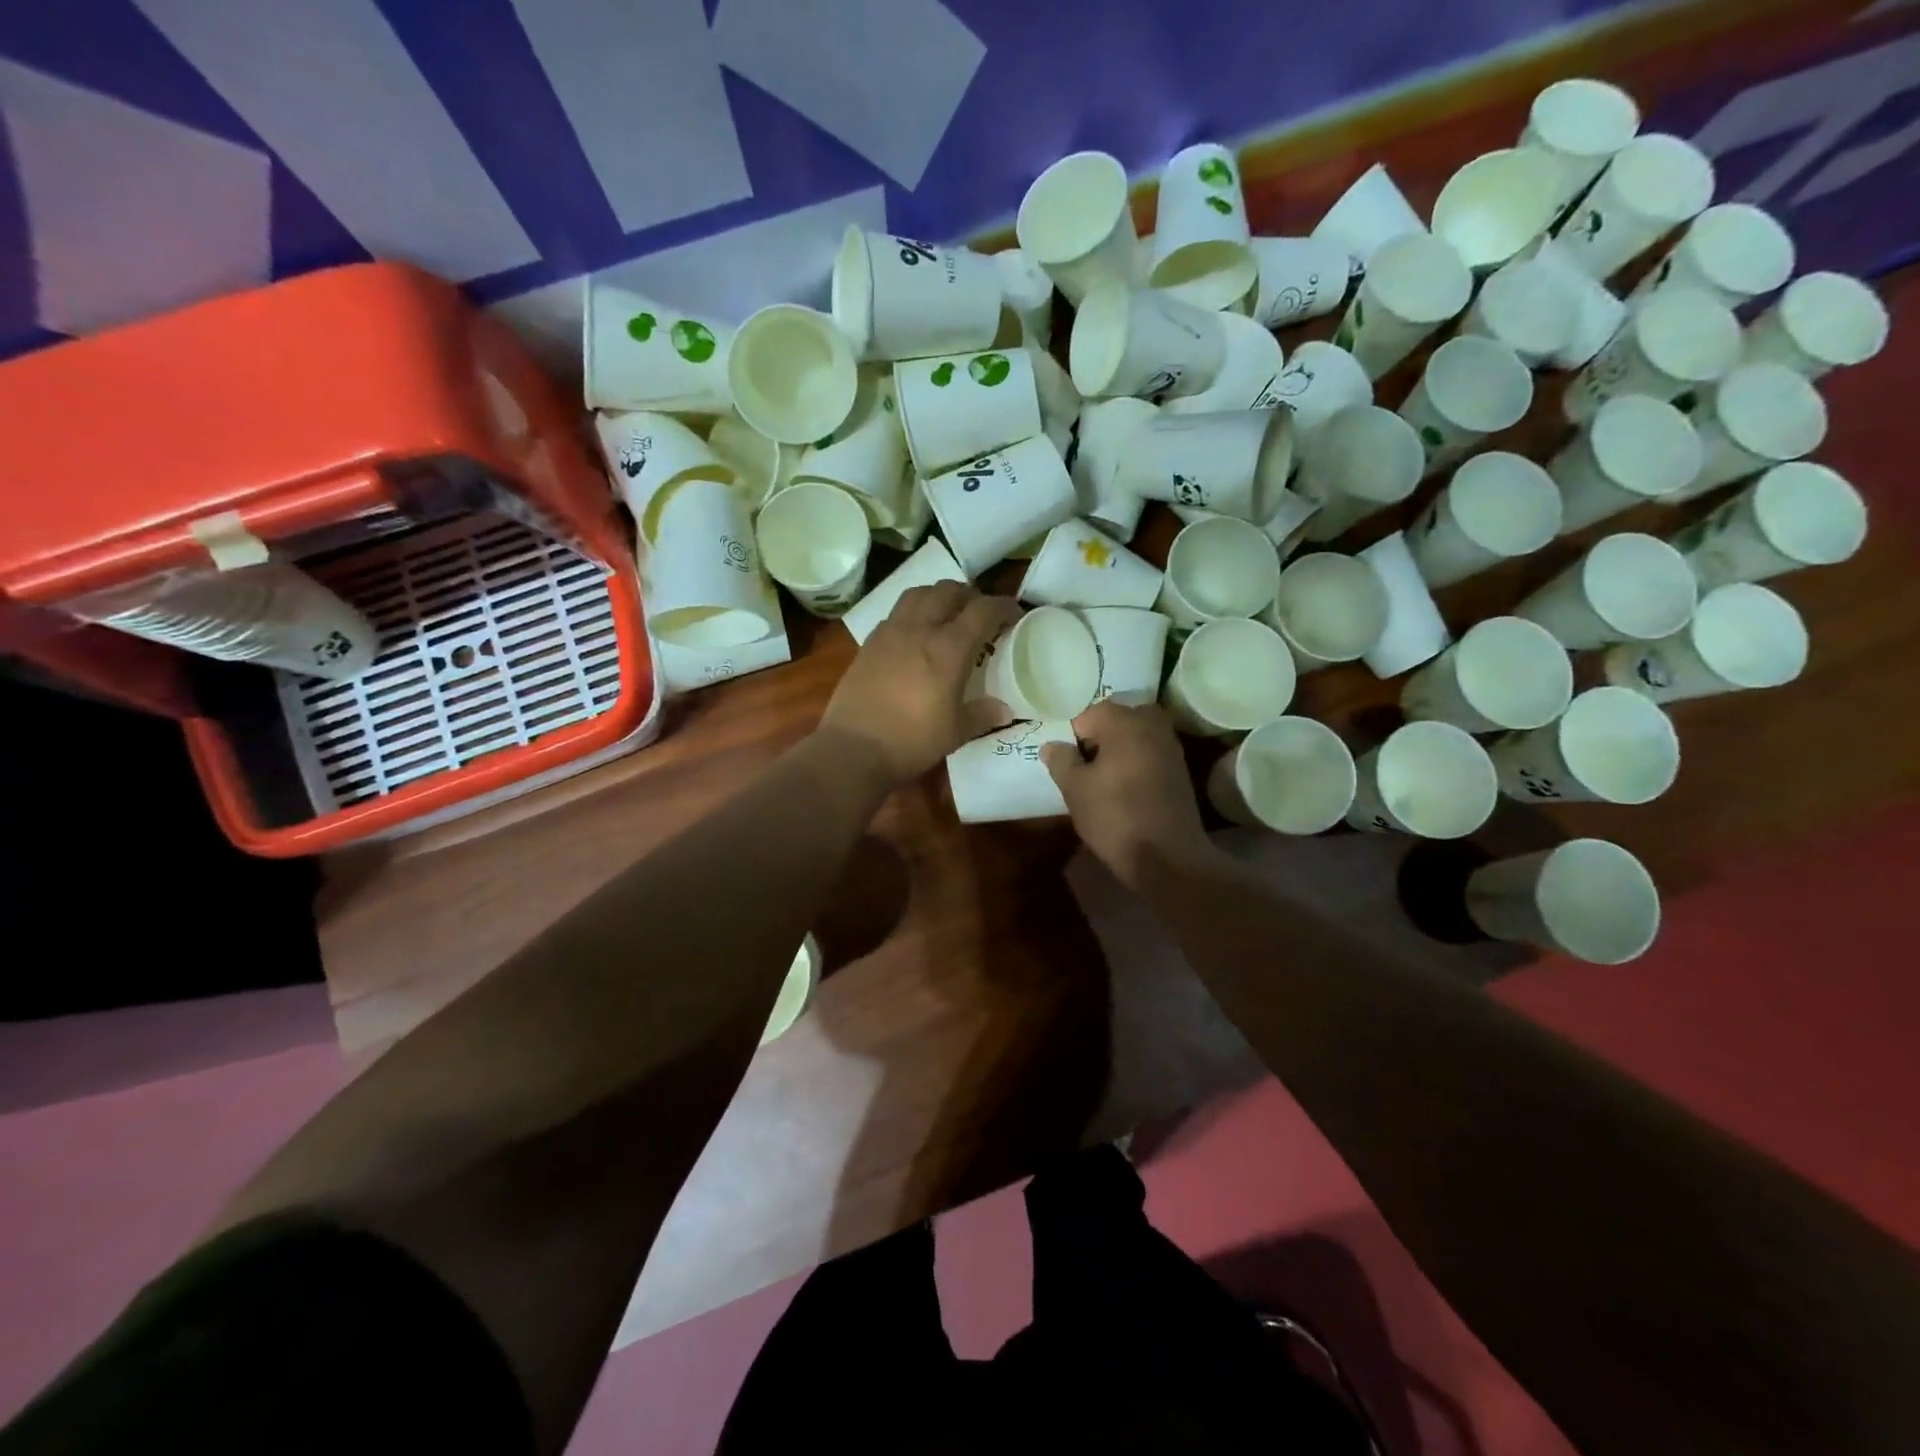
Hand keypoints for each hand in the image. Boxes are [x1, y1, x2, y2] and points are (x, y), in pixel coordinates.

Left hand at [821, 583, 1019, 785]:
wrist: (853, 749)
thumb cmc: (912, 742)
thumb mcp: (956, 732)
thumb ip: (982, 715)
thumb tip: (1004, 710)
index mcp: (949, 648)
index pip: (983, 610)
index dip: (1003, 607)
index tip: (1014, 615)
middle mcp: (920, 629)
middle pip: (949, 591)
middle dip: (970, 596)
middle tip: (980, 614)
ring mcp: (890, 632)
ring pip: (918, 593)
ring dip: (939, 596)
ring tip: (947, 614)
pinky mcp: (869, 643)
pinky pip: (895, 613)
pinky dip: (913, 612)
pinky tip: (915, 634)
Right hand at [1043, 701, 1219, 889]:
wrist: (1167, 857)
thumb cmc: (1114, 817)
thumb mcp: (1075, 789)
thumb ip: (1061, 761)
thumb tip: (1052, 745)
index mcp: (1125, 722)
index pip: (1089, 714)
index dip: (1073, 737)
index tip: (1067, 763)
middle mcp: (1152, 725)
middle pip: (1117, 720)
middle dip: (1099, 738)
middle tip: (1085, 767)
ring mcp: (1171, 747)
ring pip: (1136, 736)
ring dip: (1118, 750)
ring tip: (1102, 780)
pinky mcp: (1180, 770)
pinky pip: (1150, 754)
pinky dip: (1136, 763)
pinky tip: (1124, 790)